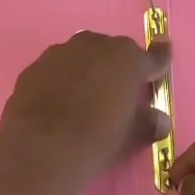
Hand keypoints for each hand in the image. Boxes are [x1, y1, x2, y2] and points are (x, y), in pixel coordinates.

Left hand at [0, 32, 172, 193]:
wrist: (42, 148)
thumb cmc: (97, 139)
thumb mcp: (131, 136)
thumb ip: (148, 124)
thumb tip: (160, 121)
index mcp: (127, 59)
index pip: (151, 58)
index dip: (158, 63)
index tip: (161, 64)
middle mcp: (94, 45)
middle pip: (112, 53)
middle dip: (117, 69)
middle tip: (116, 94)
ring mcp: (59, 53)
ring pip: (80, 57)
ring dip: (86, 72)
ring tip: (83, 99)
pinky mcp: (33, 68)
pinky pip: (54, 71)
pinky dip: (59, 82)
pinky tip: (56, 104)